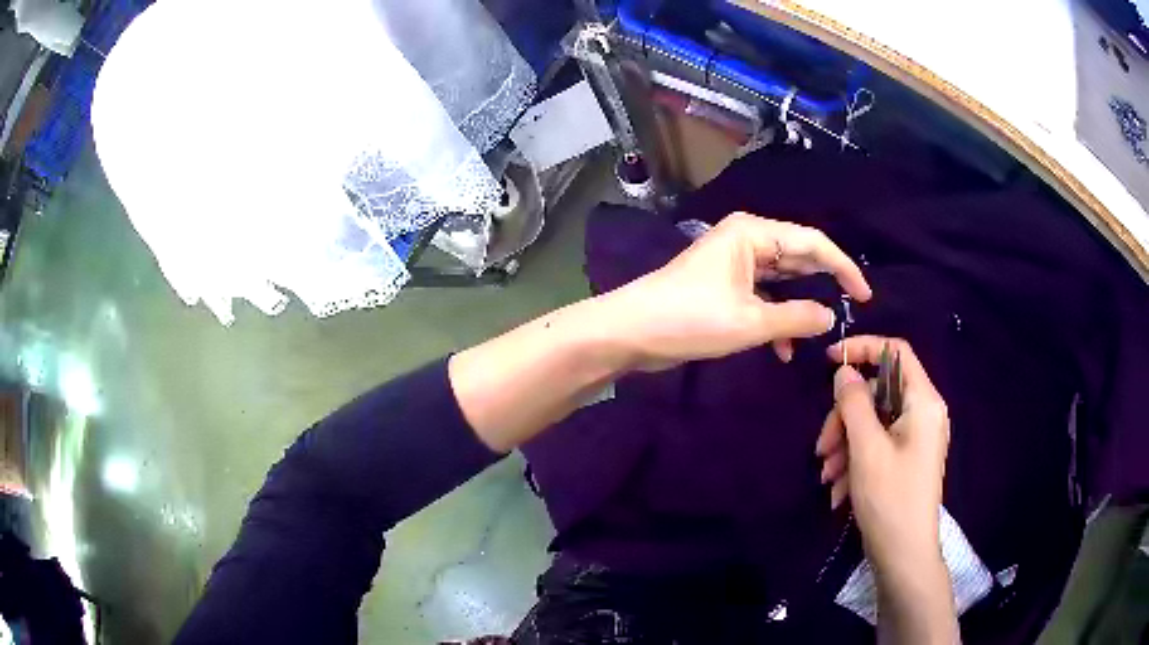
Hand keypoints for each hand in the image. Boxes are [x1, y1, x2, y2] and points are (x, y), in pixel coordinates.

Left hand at [599, 212, 871, 369]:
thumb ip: (796, 318)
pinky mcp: (724, 286)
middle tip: (853, 307)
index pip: (813, 243)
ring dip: (798, 306)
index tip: (865, 296)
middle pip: (799, 257)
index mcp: (754, 233)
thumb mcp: (750, 322)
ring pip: (782, 280)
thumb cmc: (690, 318)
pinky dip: (775, 319)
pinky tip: (783, 350)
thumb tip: (830, 317)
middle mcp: (746, 240)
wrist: (630, 332)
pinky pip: (762, 297)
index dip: (844, 268)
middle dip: (825, 283)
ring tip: (818, 332)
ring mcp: (734, 263)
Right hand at [816, 336, 949, 573]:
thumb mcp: (867, 449)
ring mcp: (915, 438)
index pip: (895, 352)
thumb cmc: (890, 499)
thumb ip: (854, 403)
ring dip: (845, 444)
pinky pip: (877, 444)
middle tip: (821, 449)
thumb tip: (844, 371)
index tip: (829, 360)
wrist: (904, 555)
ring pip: (873, 421)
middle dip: (845, 417)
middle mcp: (923, 413)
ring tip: (828, 477)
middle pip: (878, 393)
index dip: (863, 348)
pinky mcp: (906, 458)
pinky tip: (840, 489)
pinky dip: (855, 460)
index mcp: (923, 402)